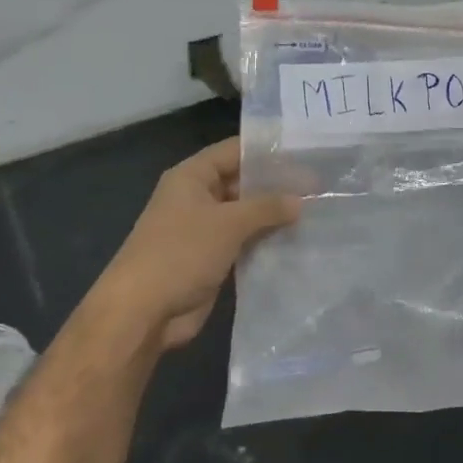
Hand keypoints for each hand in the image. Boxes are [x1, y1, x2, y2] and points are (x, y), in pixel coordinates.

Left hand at [93, 136, 300, 349]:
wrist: (143, 311)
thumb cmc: (181, 253)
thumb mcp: (228, 223)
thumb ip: (266, 207)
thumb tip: (300, 200)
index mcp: (192, 177)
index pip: (234, 151)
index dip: (267, 150)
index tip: (305, 153)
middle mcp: (197, 198)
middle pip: (242, 183)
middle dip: (276, 185)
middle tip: (319, 186)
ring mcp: (204, 230)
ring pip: (245, 215)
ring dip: (274, 216)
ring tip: (316, 212)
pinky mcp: (212, 259)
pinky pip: (244, 242)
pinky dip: (266, 241)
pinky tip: (298, 241)